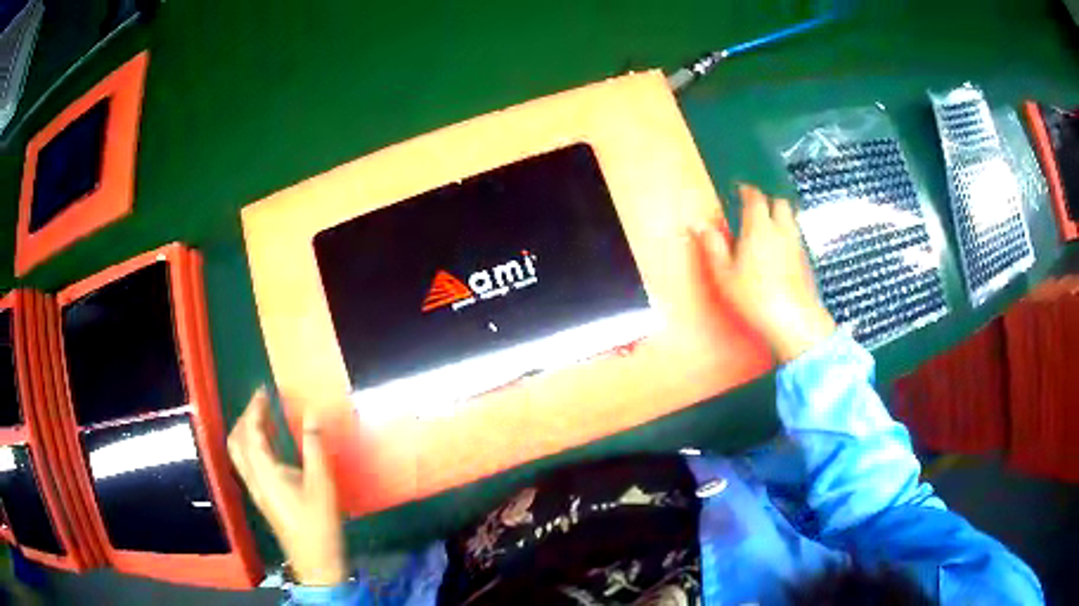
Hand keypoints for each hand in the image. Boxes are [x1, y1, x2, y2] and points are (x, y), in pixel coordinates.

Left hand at [228, 389, 345, 585]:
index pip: (250, 431)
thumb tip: (311, 413)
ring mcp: (255, 489)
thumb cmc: (318, 522)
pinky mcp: (261, 496)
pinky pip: (247, 462)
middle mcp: (253, 477)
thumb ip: (315, 446)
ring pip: (238, 452)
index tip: (264, 391)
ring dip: (246, 431)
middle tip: (263, 404)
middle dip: (245, 418)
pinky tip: (269, 447)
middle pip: (236, 440)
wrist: (314, 560)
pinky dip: (251, 446)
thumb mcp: (322, 483)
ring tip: (264, 420)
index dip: (254, 408)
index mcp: (264, 471)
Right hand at [691, 184, 835, 362]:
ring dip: (780, 216)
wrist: (794, 319)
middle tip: (755, 207)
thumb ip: (712, 245)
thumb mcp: (724, 274)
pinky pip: (796, 236)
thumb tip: (696, 224)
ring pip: (791, 218)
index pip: (755, 198)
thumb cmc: (754, 297)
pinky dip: (787, 234)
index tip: (740, 190)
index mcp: (758, 227)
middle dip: (767, 200)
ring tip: (767, 226)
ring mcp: (796, 244)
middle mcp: (781, 230)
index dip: (747, 191)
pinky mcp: (806, 260)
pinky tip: (779, 250)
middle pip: (779, 202)